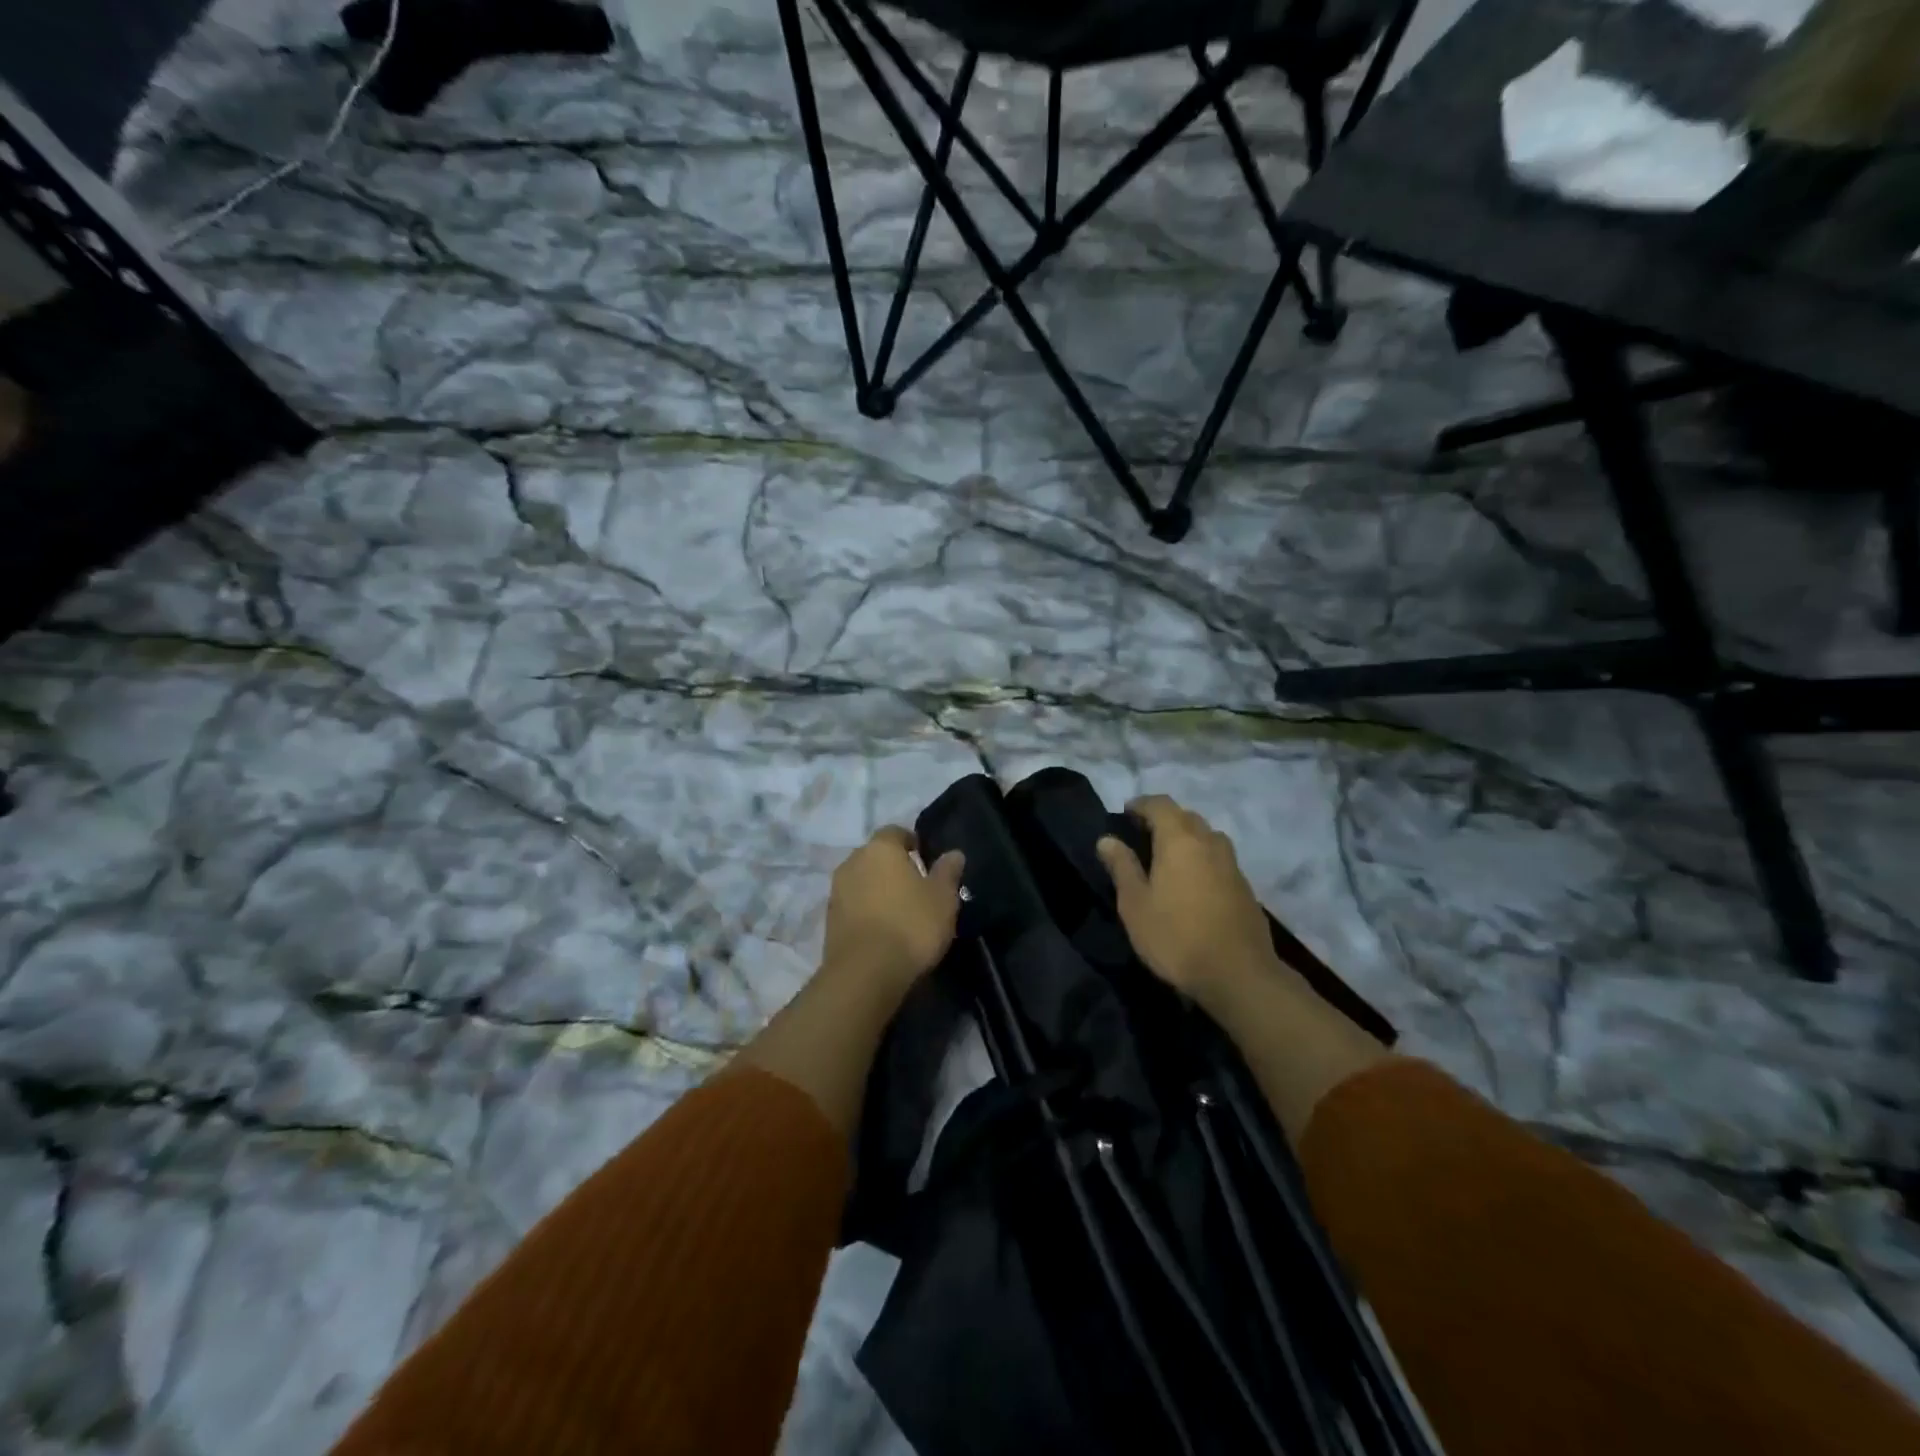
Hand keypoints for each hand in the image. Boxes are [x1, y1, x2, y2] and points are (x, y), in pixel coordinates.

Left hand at [821, 826, 965, 1000]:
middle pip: (875, 856)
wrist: (865, 973)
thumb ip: (947, 872)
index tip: (926, 859)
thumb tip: (953, 853)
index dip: (912, 843)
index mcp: (880, 848)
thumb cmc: (911, 925)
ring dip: (877, 890)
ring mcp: (836, 891)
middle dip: (893, 867)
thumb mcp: (943, 898)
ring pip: (862, 881)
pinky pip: (853, 905)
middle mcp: (853, 862)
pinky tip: (883, 930)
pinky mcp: (829, 920)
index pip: (896, 832)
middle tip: (916, 887)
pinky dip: (866, 911)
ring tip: (900, 912)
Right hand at [1096, 795, 1285, 1007]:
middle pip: (1186, 817)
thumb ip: (1121, 867)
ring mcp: (1232, 864)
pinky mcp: (1245, 887)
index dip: (1141, 804)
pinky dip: (1202, 859)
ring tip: (1167, 858)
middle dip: (1164, 820)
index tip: (1125, 814)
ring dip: (1186, 838)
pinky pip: (1219, 859)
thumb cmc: (1176, 937)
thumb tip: (1107, 839)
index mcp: (1180, 840)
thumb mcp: (1135, 904)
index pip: (1160, 804)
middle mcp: (1209, 842)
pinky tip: (1192, 883)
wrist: (1238, 975)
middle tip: (1142, 837)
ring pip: (1207, 837)